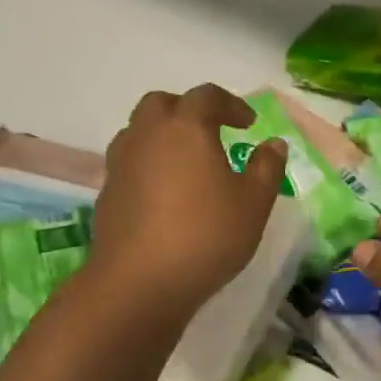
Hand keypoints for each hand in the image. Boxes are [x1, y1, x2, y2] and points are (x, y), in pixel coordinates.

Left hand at [89, 85, 287, 320]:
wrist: (140, 283)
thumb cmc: (207, 235)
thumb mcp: (254, 203)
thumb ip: (266, 167)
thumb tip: (273, 144)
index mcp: (185, 128)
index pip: (206, 97)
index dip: (231, 104)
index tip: (249, 123)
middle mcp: (147, 136)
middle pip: (161, 104)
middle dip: (188, 110)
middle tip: (212, 131)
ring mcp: (121, 164)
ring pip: (139, 132)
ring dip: (164, 136)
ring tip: (188, 162)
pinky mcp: (108, 194)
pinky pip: (130, 164)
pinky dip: (149, 165)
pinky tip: (167, 195)